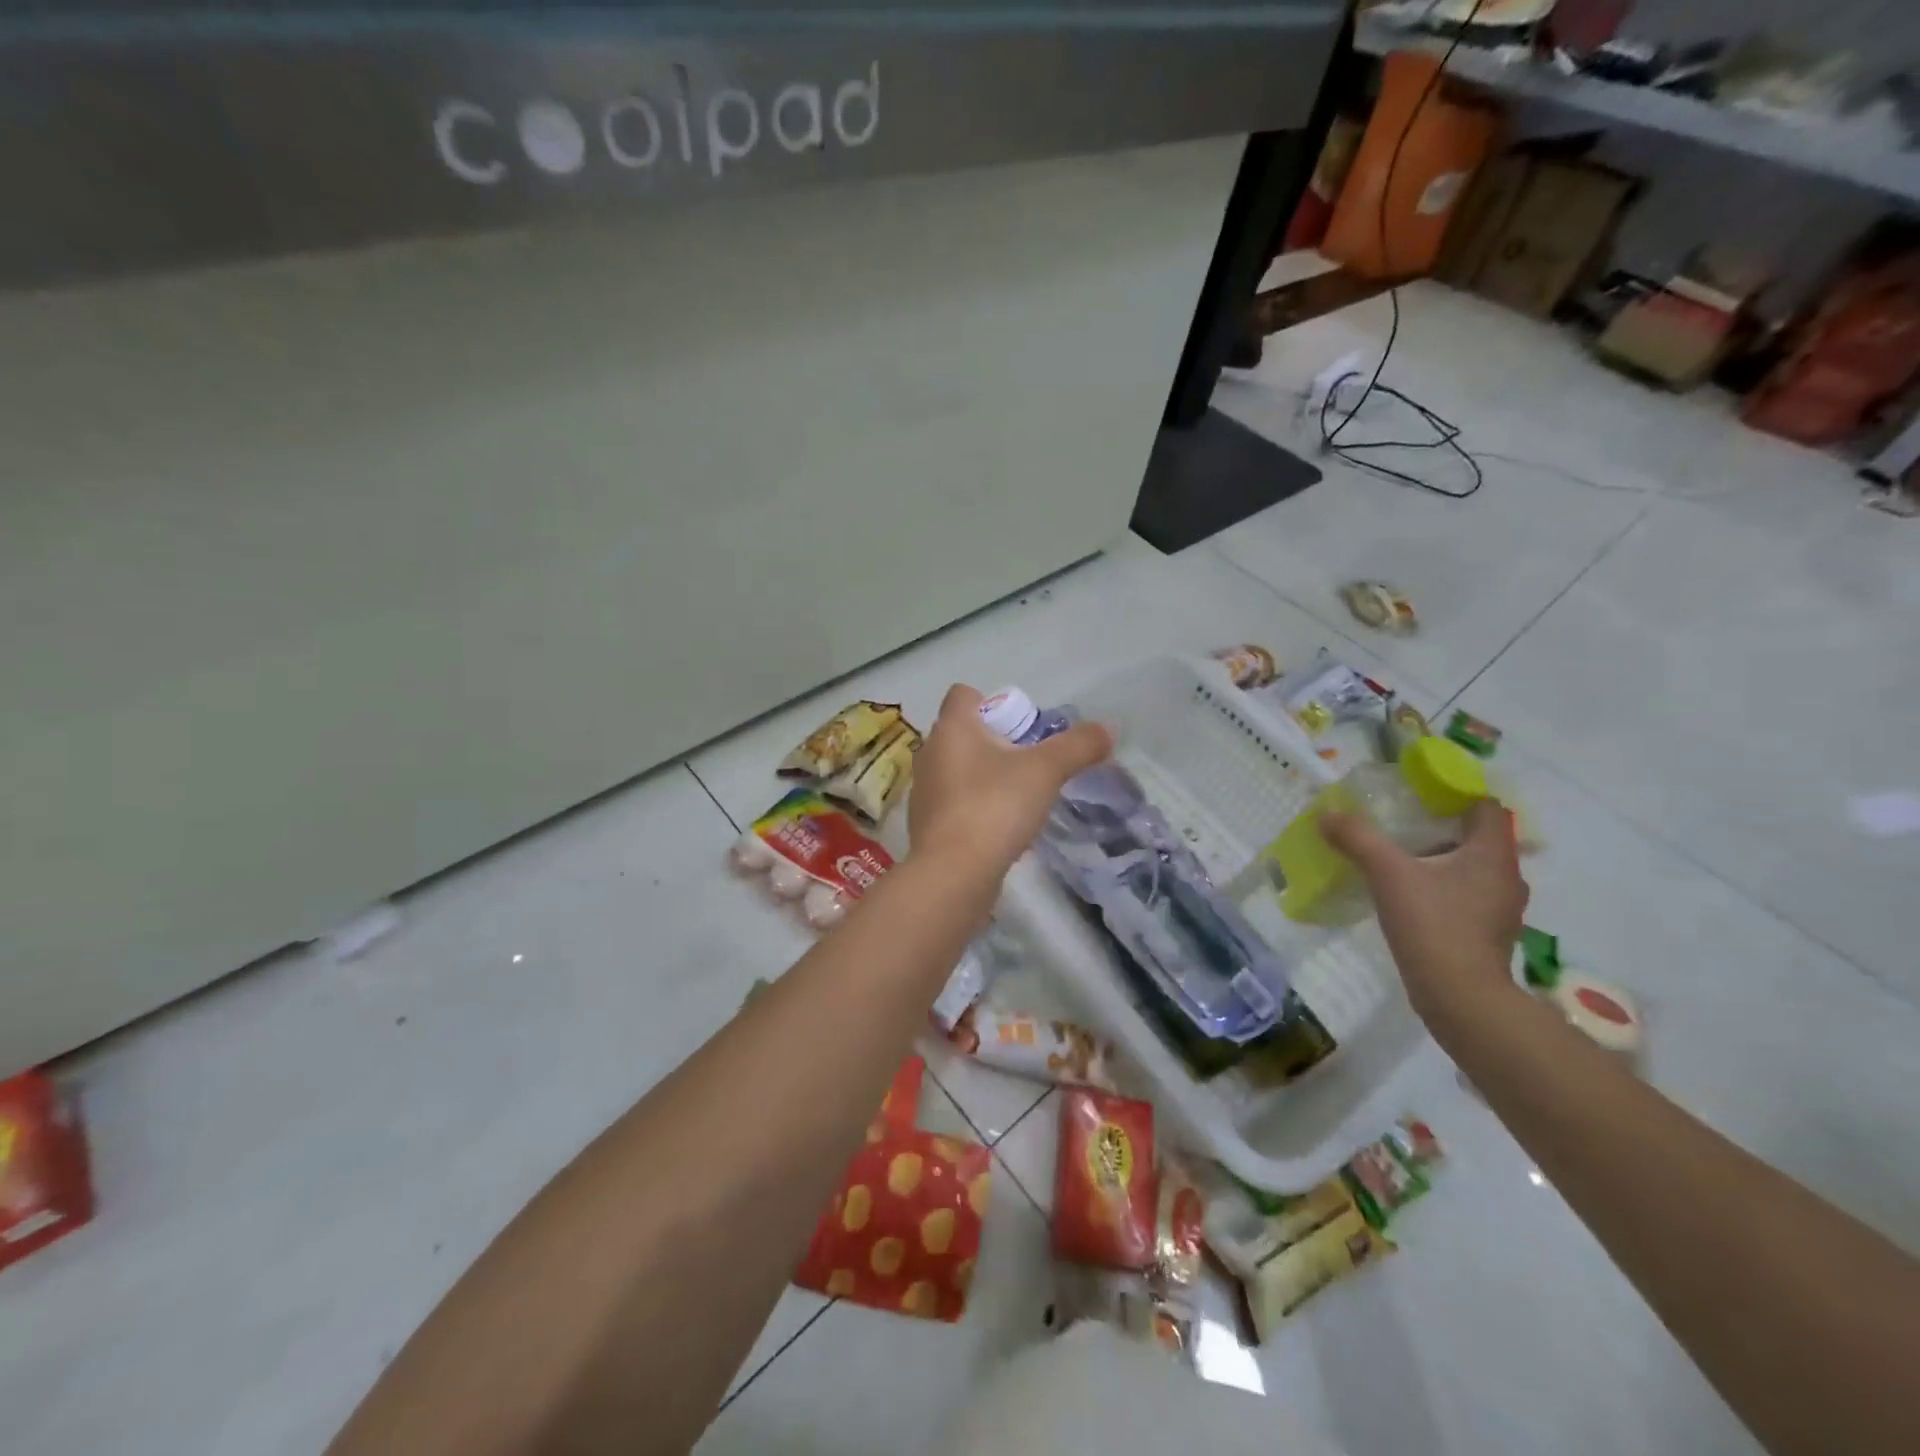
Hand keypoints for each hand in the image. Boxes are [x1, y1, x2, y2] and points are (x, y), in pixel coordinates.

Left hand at [909, 685, 1113, 873]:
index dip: (992, 702)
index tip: (1022, 727)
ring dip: (986, 776)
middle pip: (963, 733)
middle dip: (995, 742)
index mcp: (951, 728)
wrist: (952, 875)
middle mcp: (931, 753)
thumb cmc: (994, 807)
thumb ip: (1078, 746)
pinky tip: (1002, 829)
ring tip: (1019, 797)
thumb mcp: (1045, 772)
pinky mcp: (927, 825)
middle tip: (1029, 762)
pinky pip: (955, 803)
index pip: (962, 694)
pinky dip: (976, 808)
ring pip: (959, 770)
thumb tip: (1109, 728)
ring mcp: (925, 791)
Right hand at [1321, 800, 1528, 1030]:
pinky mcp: (1486, 935)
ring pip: (1471, 870)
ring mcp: (1500, 910)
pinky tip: (1409, 899)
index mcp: (1492, 854)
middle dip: (1440, 829)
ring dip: (1440, 861)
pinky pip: (1465, 897)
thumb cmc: (1433, 925)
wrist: (1461, 999)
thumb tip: (1327, 815)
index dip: (1455, 796)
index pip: (1486, 808)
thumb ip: (1358, 839)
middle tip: (1399, 826)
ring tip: (1398, 862)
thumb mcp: (1388, 874)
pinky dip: (1441, 890)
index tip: (1418, 797)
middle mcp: (1506, 878)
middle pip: (1477, 838)